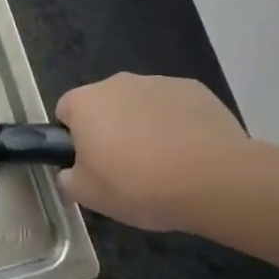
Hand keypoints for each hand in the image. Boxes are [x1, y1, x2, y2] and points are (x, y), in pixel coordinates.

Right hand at [56, 73, 249, 230]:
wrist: (213, 180)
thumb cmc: (138, 185)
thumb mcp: (89, 196)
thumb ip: (69, 178)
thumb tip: (71, 172)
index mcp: (85, 103)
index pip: (66, 112)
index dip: (74, 139)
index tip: (90, 164)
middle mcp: (117, 83)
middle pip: (105, 104)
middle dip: (111, 129)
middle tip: (126, 168)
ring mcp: (158, 82)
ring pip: (141, 104)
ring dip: (145, 126)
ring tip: (164, 164)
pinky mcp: (194, 90)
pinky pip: (175, 107)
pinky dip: (178, 125)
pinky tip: (190, 154)